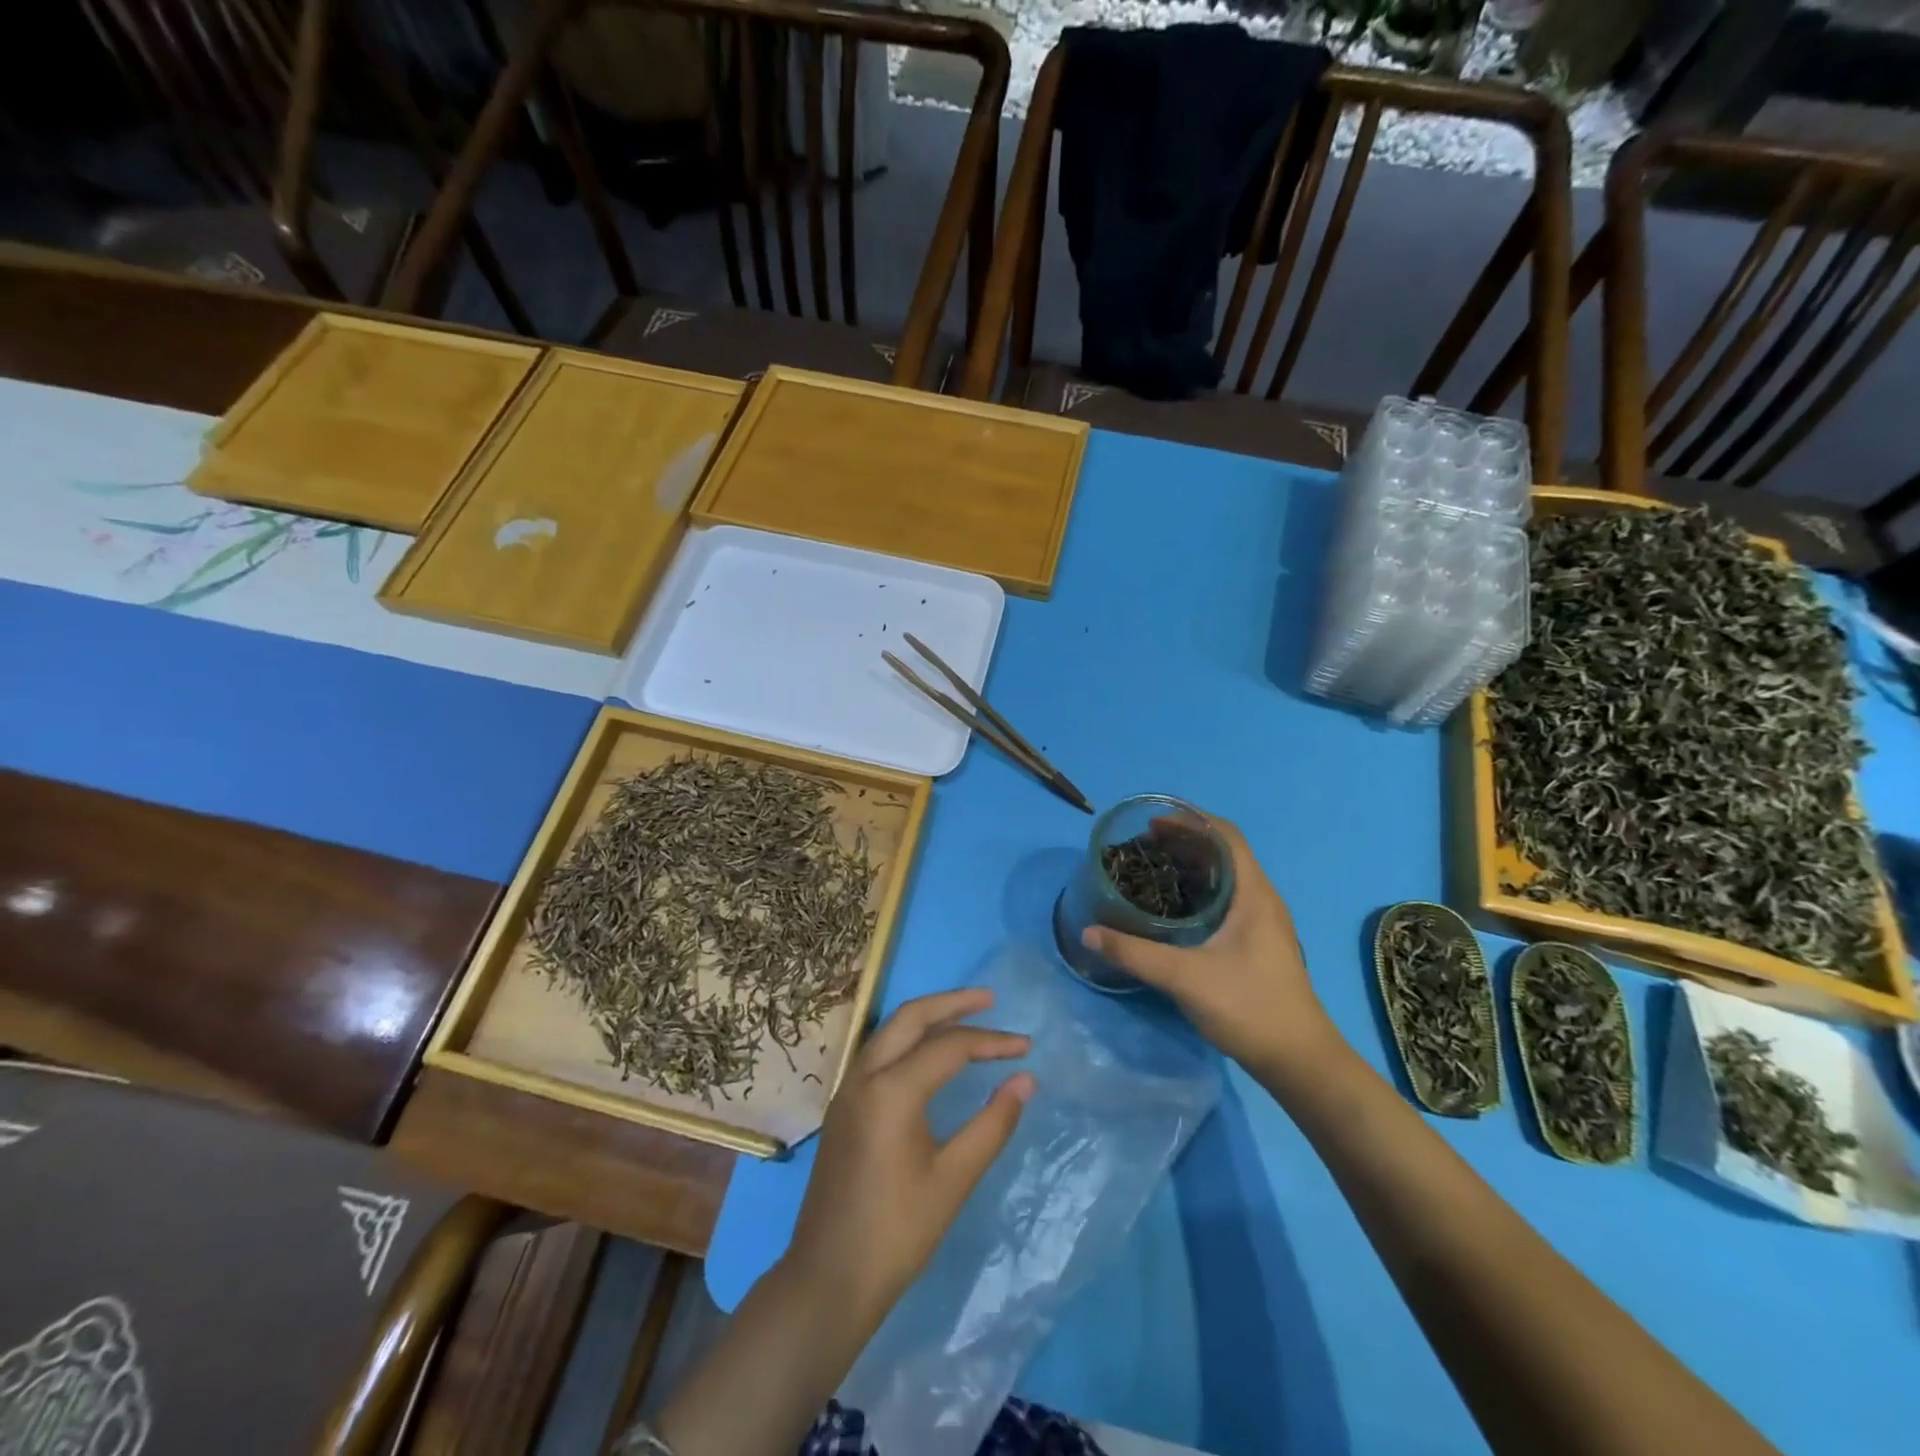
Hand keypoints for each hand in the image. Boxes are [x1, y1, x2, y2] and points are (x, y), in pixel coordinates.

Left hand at [784, 989, 1034, 1331]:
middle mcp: (864, 1075)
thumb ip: (992, 1124)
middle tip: (991, 1000)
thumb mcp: (953, 1179)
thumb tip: (1025, 1080)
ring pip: (890, 1030)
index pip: (950, 1047)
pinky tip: (929, 1052)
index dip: (992, 1042)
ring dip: (928, 1017)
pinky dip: (909, 1038)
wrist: (828, 1280)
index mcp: (891, 1090)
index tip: (1026, 1047)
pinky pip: (879, 1051)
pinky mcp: (842, 1105)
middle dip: (952, 1003)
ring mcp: (847, 1088)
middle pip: (911, 1017)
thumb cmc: (897, 1233)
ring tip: (966, 1016)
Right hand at [1082, 815, 1341, 1079]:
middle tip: (1141, 845)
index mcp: (1253, 894)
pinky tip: (1172, 908)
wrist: (1299, 1061)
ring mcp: (1262, 923)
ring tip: (1152, 869)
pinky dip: (1197, 891)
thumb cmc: (1249, 1007)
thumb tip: (1088, 933)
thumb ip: (1134, 953)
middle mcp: (1261, 900)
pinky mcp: (1256, 943)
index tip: (1152, 822)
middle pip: (1223, 853)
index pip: (1226, 835)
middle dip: (1183, 842)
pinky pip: (1225, 899)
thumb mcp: (1184, 977)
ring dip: (1190, 866)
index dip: (1190, 820)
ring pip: (1224, 878)